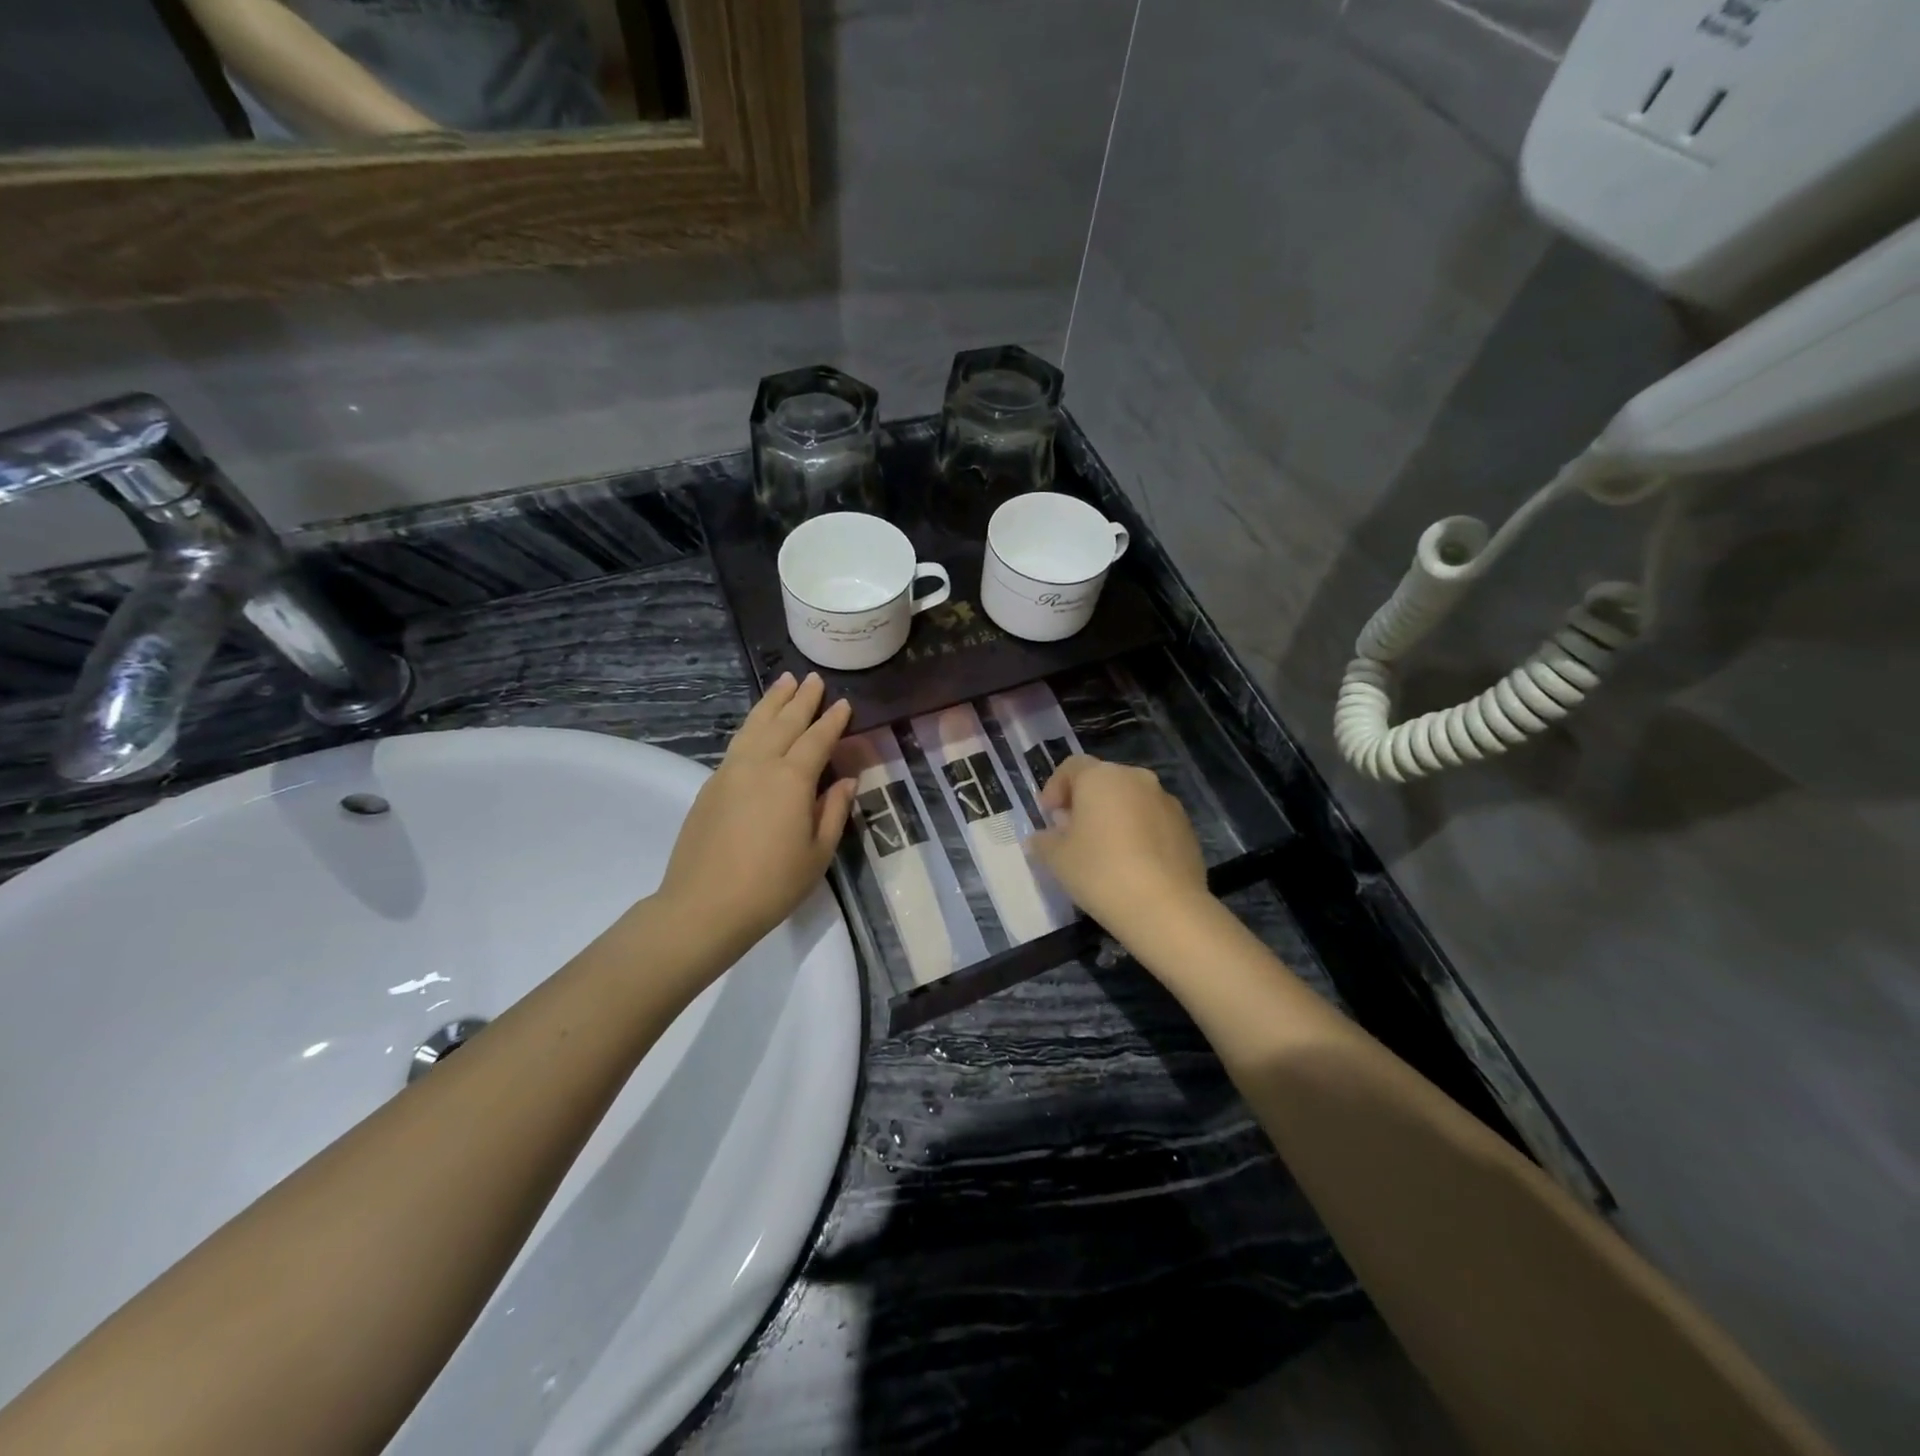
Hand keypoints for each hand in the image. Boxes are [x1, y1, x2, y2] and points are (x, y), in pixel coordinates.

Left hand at [654, 673, 855, 955]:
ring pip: (754, 726)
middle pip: (784, 722)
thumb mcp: (817, 853)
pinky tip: (756, 725)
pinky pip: (737, 743)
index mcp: (792, 780)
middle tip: (813, 679)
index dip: (833, 721)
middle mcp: (760, 765)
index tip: (844, 703)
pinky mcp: (711, 785)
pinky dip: (752, 725)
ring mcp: (730, 772)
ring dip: (771, 702)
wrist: (705, 906)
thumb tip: (846, 781)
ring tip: (783, 682)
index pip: (817, 739)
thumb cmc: (772, 885)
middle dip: (801, 699)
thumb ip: (834, 811)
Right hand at [1028, 755, 1209, 937]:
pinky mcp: (1187, 827)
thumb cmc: (1100, 872)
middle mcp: (1136, 778)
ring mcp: (1166, 801)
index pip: (1072, 767)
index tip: (1048, 816)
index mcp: (1101, 777)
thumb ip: (1043, 841)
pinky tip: (1132, 864)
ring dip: (1114, 817)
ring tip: (1104, 851)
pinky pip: (1153, 821)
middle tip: (1072, 833)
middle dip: (1085, 802)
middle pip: (1103, 781)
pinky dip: (1139, 833)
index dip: (1055, 788)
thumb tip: (1042, 837)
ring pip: (1131, 800)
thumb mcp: (1056, 858)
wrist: (1165, 907)